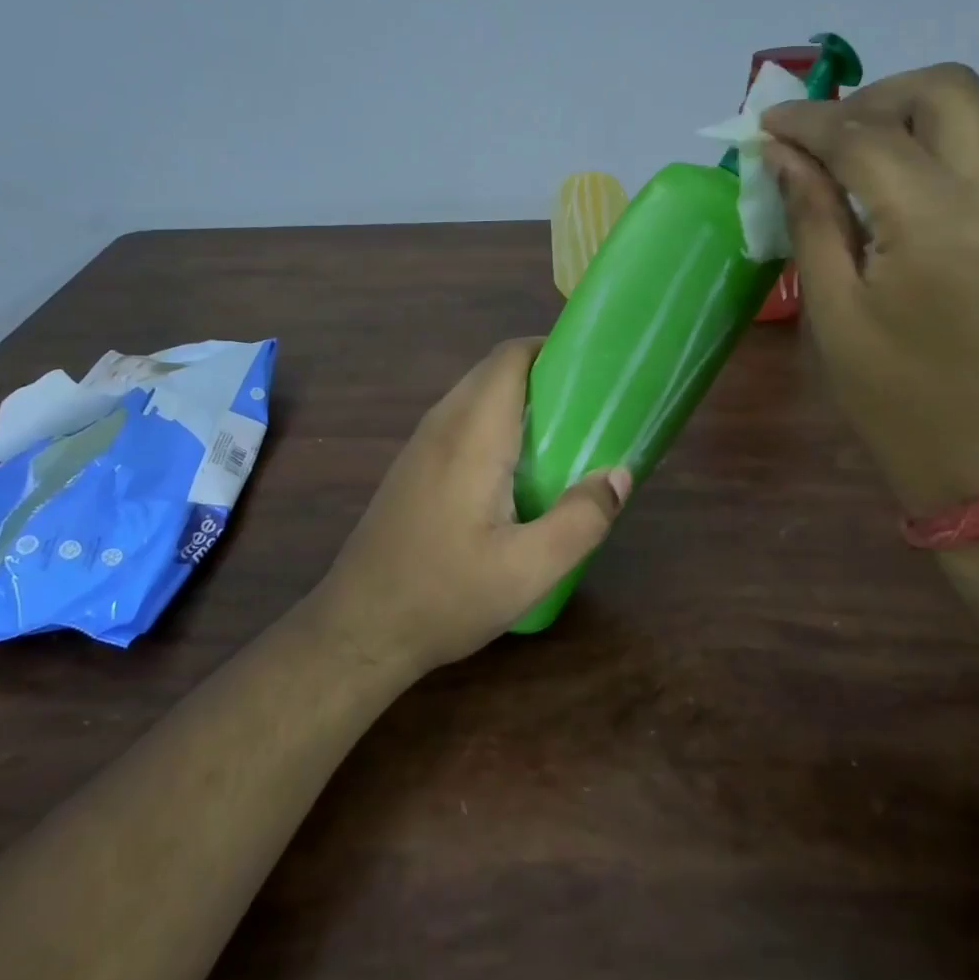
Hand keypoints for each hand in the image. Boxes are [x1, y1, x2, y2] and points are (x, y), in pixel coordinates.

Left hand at [308, 339, 630, 674]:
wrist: (358, 630)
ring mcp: (422, 445)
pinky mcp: (415, 467)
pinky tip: (520, 470)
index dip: (552, 349)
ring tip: (566, 436)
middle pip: (496, 371)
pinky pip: (463, 422)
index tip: (594, 369)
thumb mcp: (527, 570)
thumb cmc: (444, 595)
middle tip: (591, 408)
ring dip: (521, 401)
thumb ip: (581, 519)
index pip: (509, 358)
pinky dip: (499, 424)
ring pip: (478, 396)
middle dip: (545, 376)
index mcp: (472, 434)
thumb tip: (620, 474)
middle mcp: (442, 425)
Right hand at [762, 62, 978, 514]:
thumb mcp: (834, 311)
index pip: (868, 135)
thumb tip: (782, 154)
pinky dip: (931, 143)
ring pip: (970, 110)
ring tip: (847, 159)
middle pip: (944, 89)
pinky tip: (890, 185)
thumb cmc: (895, 398)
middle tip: (818, 139)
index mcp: (940, 224)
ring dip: (902, 115)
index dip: (810, 121)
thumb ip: (811, 217)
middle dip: (870, 98)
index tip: (765, 122)